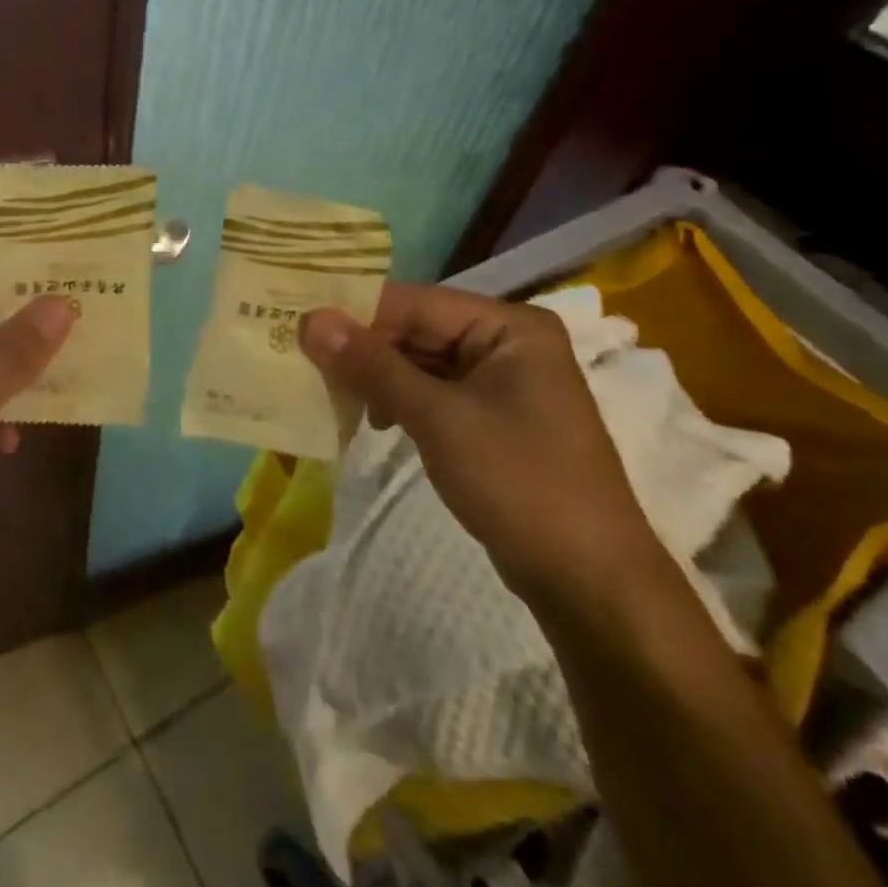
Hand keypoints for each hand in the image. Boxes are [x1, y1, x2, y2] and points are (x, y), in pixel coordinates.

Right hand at [301, 283, 668, 610]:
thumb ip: (372, 365)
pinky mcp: (490, 417)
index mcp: (509, 325)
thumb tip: (309, 319)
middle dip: (362, 346)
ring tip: (326, 390)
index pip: (415, 302)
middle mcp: (506, 342)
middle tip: (301, 357)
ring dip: (375, 375)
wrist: (590, 584)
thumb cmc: (520, 483)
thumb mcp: (438, 418)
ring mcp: (500, 381)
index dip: (355, 311)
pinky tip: (368, 418)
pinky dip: (397, 400)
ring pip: (419, 362)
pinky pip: (431, 392)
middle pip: (416, 329)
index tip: (297, 321)